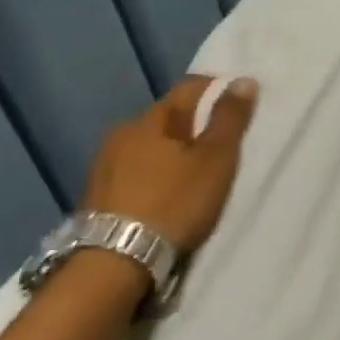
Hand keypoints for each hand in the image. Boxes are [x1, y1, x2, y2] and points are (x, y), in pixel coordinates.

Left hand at [82, 75, 258, 251]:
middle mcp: (123, 132)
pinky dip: (149, 174)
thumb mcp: (214, 162)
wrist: (114, 259)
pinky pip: (130, 171)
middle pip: (164, 117)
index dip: (213, 88)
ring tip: (187, 172)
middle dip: (189, 123)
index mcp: (153, 119)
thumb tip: (244, 80)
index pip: (188, 88)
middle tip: (214, 142)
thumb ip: (229, 121)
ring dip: (165, 151)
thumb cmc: (173, 204)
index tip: (233, 97)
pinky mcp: (95, 193)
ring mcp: (104, 163)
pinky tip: (158, 193)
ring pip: (144, 145)